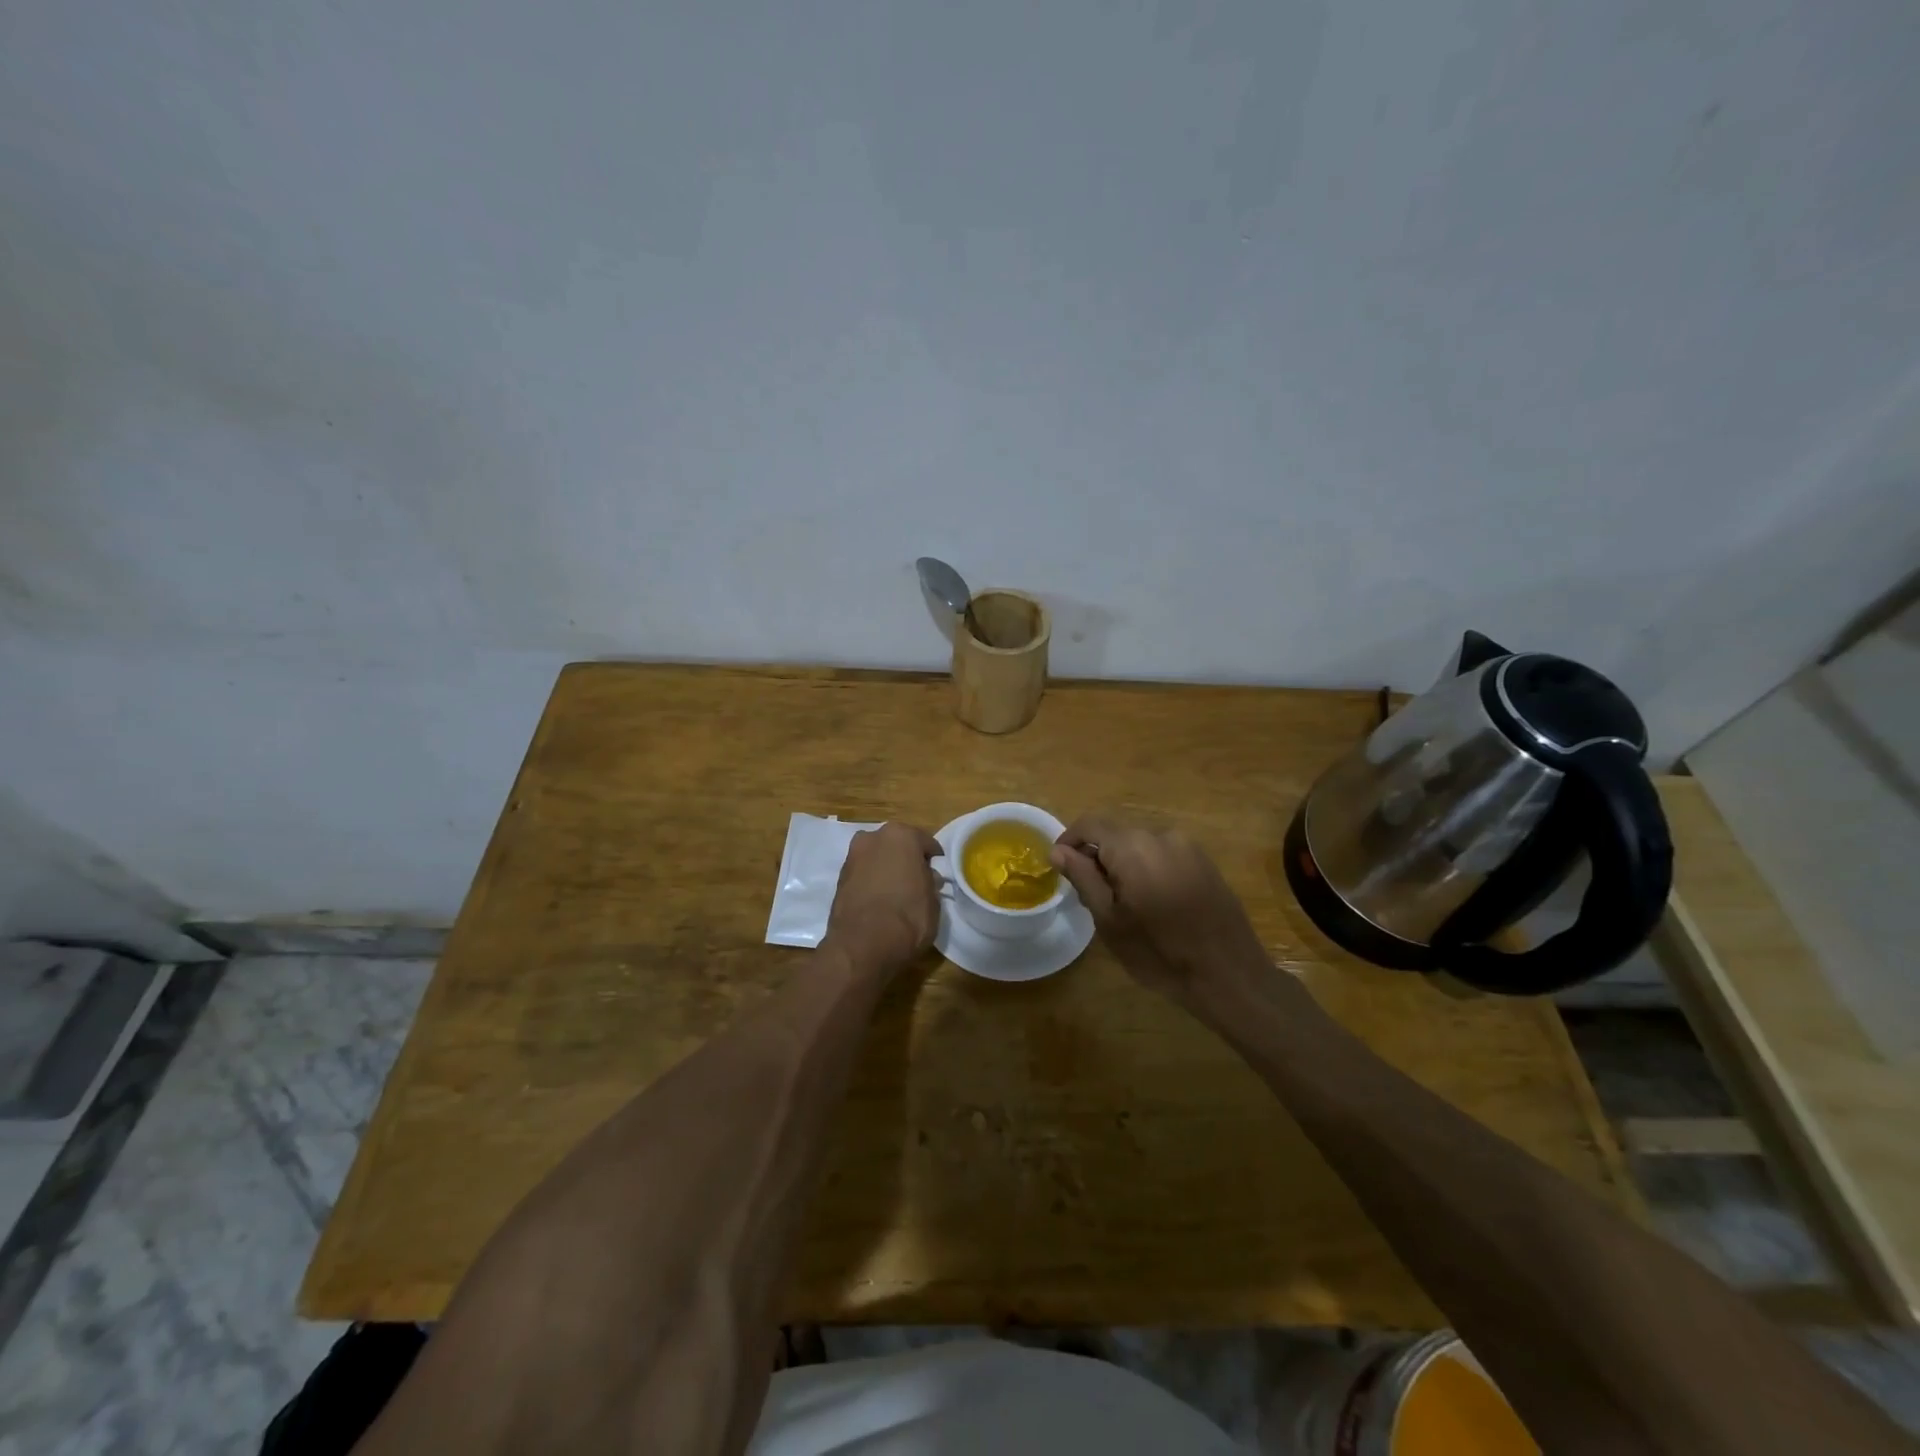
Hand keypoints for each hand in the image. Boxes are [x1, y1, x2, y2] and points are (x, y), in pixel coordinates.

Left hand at [822, 822, 942, 973]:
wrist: (862, 946)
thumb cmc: (907, 918)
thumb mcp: (933, 900)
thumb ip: (930, 882)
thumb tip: (927, 877)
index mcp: (901, 835)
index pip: (925, 842)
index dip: (933, 860)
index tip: (937, 874)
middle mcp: (873, 837)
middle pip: (896, 845)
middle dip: (906, 860)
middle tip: (916, 881)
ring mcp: (852, 856)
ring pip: (877, 858)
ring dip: (886, 869)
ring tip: (896, 893)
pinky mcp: (838, 878)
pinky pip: (863, 875)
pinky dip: (871, 882)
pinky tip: (879, 902)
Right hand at [1050, 812, 1269, 1005]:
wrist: (1229, 975)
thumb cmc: (1159, 953)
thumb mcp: (1109, 920)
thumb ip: (1083, 878)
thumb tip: (1058, 851)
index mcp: (1133, 846)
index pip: (1090, 824)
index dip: (1069, 841)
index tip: (1059, 867)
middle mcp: (1161, 835)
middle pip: (1116, 834)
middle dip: (1097, 856)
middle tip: (1090, 894)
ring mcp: (1188, 847)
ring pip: (1141, 845)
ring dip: (1124, 864)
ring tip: (1123, 903)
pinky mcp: (1205, 862)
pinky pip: (1164, 855)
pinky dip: (1148, 869)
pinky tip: (1153, 903)